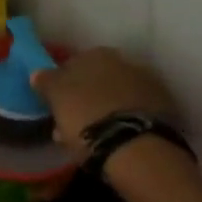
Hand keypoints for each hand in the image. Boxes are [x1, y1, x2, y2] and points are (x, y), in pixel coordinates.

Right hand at [29, 47, 177, 149]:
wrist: (135, 147)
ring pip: (116, 95)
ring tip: (94, 136)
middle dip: (85, 97)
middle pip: (97, 79)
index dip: (62, 84)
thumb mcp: (57, 99)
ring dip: (104, 109)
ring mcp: (147, 84)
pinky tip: (116, 138)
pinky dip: (123, 120)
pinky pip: (134, 111)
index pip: (73, 64)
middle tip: (73, 122)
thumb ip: (46, 82)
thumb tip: (37, 72)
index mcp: (97, 55)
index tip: (56, 104)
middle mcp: (125, 61)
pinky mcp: (163, 108)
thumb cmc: (86, 118)